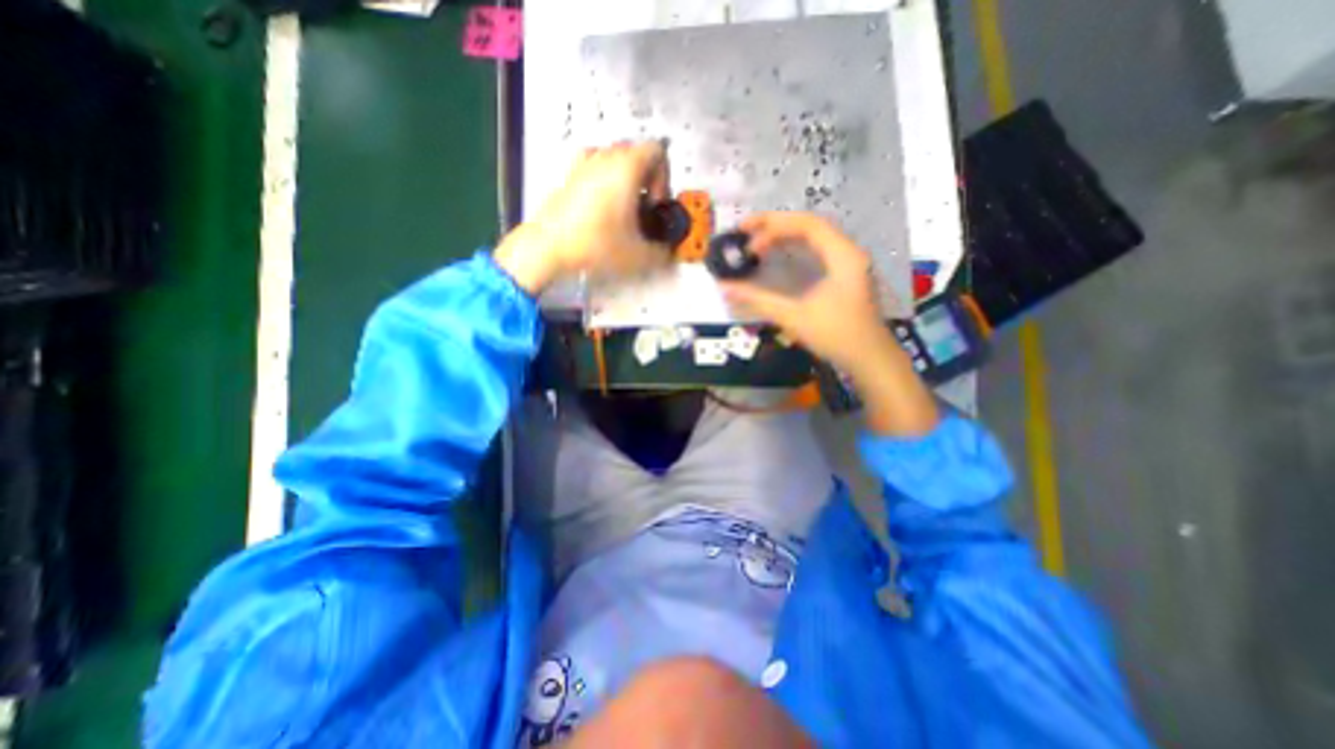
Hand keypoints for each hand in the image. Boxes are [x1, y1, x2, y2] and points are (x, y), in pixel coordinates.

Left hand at [494, 139, 673, 290]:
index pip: (658, 150)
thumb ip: (660, 253)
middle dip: (647, 178)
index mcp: (626, 166)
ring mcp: (584, 162)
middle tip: (643, 208)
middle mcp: (606, 156)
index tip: (655, 204)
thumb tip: (667, 253)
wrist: (549, 246)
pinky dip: (604, 177)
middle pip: (637, 152)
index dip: (664, 177)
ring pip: (615, 158)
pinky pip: (594, 165)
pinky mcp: (569, 174)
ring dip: (626, 178)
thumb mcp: (637, 255)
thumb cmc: (596, 244)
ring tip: (623, 207)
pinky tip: (601, 202)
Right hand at [720, 212, 936, 436]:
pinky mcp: (844, 274)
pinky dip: (794, 248)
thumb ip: (758, 300)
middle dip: (775, 224)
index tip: (747, 241)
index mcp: (842, 255)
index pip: (807, 224)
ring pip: (813, 236)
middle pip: (809, 225)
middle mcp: (847, 251)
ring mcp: (848, 262)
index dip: (774, 227)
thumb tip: (724, 289)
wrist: (870, 359)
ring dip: (784, 235)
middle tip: (744, 229)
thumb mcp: (794, 317)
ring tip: (756, 241)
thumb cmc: (836, 336)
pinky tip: (778, 255)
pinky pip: (816, 250)